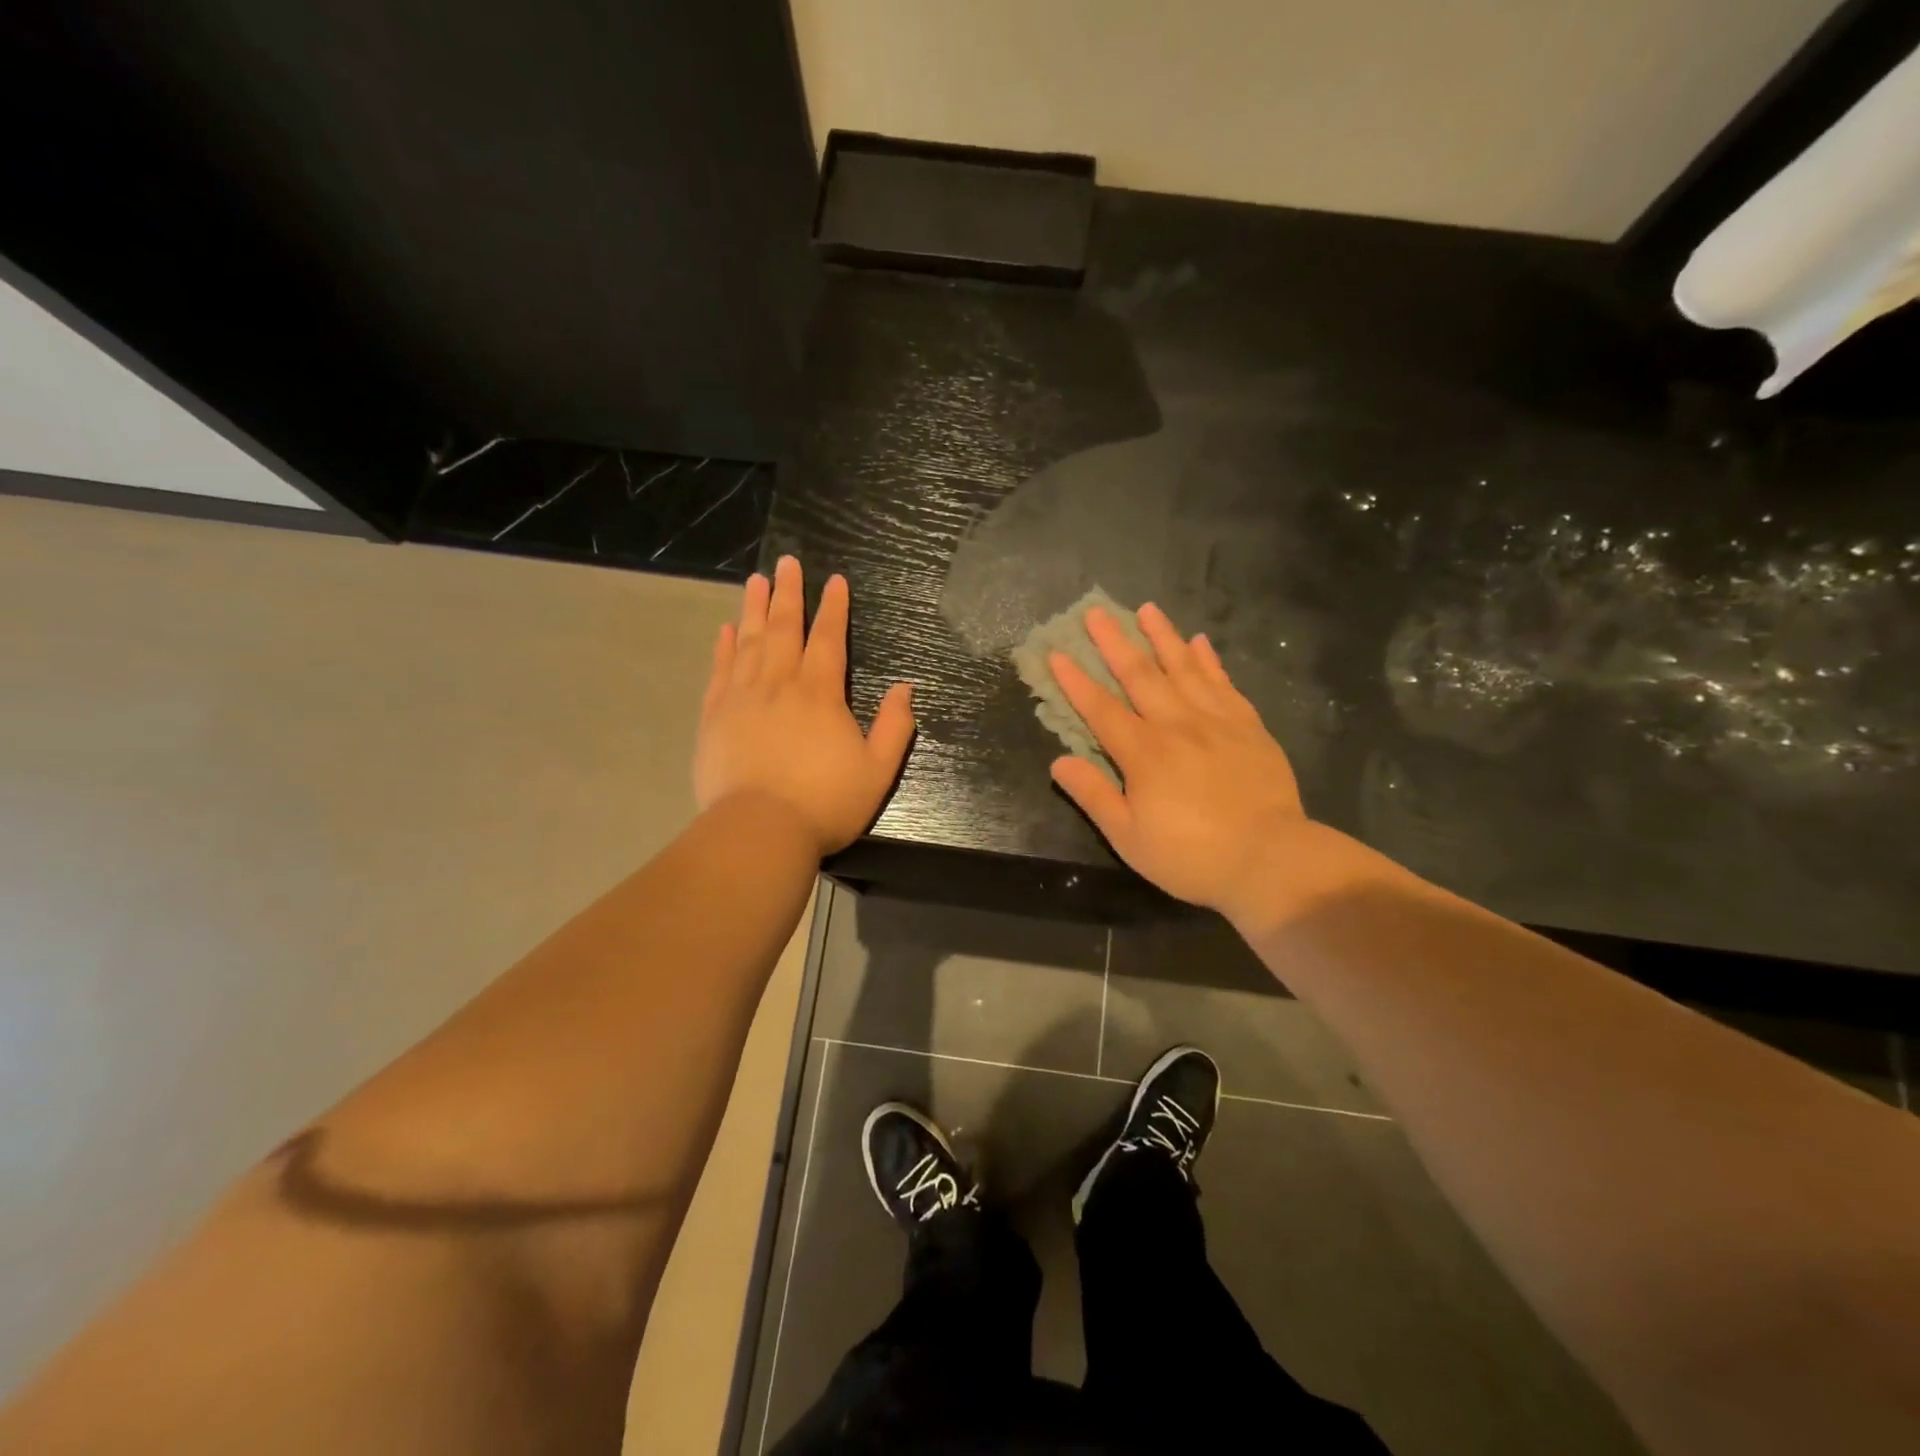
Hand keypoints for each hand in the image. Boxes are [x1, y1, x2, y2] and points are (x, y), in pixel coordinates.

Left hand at [695, 556, 914, 855]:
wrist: (759, 830)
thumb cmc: (826, 802)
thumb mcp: (877, 770)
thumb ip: (894, 726)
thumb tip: (905, 688)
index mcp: (821, 693)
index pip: (828, 639)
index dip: (833, 608)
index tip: (834, 581)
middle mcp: (780, 683)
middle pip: (783, 628)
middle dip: (788, 593)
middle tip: (786, 562)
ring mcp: (742, 697)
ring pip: (749, 641)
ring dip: (753, 608)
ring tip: (755, 580)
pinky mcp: (715, 717)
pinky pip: (720, 671)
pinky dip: (724, 647)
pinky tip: (726, 630)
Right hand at [1049, 604, 1306, 916]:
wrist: (1269, 859)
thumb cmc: (1191, 856)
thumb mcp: (1129, 837)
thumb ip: (1094, 795)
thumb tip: (1059, 762)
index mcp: (1143, 753)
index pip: (1101, 709)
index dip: (1076, 681)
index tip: (1057, 653)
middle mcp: (1176, 724)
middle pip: (1140, 675)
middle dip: (1114, 642)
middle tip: (1096, 611)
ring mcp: (1216, 721)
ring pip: (1183, 668)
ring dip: (1162, 636)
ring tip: (1147, 609)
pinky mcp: (1248, 726)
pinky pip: (1223, 682)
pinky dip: (1209, 660)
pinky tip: (1199, 642)